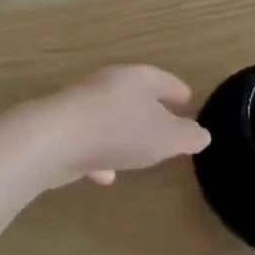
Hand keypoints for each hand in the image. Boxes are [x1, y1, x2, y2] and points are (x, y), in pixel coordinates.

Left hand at [31, 65, 210, 188]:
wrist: (53, 141)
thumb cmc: (119, 131)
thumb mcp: (167, 138)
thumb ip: (188, 136)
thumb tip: (202, 134)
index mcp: (138, 78)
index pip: (164, 80)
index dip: (178, 92)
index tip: (188, 101)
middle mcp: (108, 85)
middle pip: (135, 95)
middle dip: (150, 111)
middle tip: (166, 127)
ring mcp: (81, 106)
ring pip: (110, 118)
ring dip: (123, 135)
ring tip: (138, 153)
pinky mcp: (61, 129)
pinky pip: (89, 141)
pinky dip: (100, 155)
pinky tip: (105, 176)